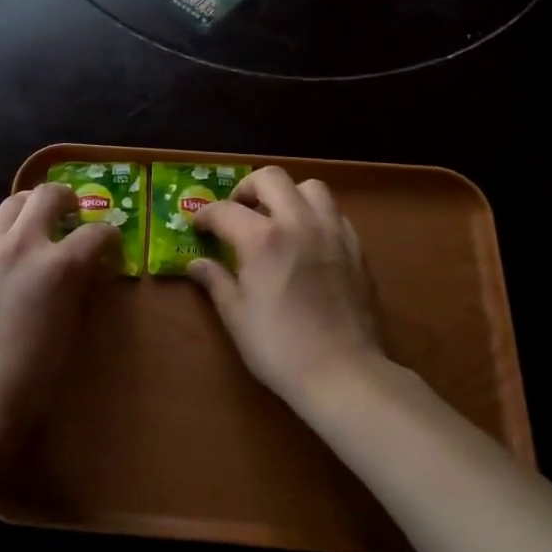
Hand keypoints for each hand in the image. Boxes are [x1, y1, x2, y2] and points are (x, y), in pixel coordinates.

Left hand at [0, 184, 117, 457]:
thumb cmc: (35, 375)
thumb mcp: (73, 328)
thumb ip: (80, 287)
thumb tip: (88, 269)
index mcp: (61, 266)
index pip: (97, 233)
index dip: (110, 236)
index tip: (111, 244)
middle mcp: (25, 244)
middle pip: (50, 195)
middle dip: (69, 199)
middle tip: (73, 215)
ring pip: (13, 201)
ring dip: (32, 206)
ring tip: (38, 222)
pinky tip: (4, 239)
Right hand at [190, 167, 385, 409]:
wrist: (343, 373)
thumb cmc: (280, 348)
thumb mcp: (236, 316)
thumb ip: (215, 281)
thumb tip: (196, 263)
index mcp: (263, 238)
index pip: (225, 210)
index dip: (205, 216)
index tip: (198, 227)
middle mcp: (298, 222)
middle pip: (271, 178)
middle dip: (247, 188)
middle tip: (238, 211)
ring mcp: (332, 231)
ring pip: (310, 187)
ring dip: (288, 195)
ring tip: (277, 219)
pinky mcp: (355, 247)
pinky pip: (334, 213)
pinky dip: (315, 216)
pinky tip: (307, 241)